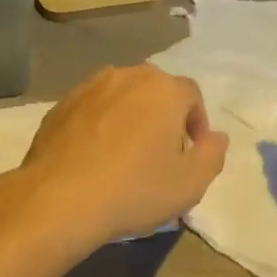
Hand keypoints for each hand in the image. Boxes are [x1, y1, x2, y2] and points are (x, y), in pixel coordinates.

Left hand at [0, 65, 228, 252]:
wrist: (59, 200)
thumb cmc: (134, 190)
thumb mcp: (190, 183)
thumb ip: (212, 155)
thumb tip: (217, 137)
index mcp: (163, 89)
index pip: (191, 95)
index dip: (197, 122)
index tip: (191, 151)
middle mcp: (126, 76)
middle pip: (155, 90)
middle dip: (163, 115)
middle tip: (161, 152)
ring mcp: (88, 88)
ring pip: (120, 97)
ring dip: (129, 117)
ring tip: (125, 152)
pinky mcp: (59, 106)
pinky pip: (91, 110)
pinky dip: (99, 125)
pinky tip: (94, 156)